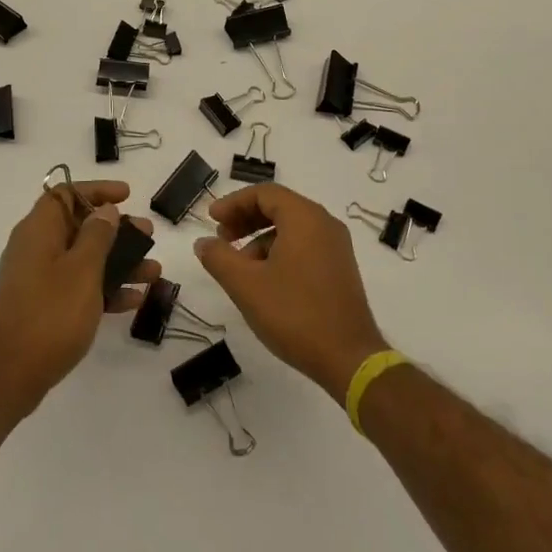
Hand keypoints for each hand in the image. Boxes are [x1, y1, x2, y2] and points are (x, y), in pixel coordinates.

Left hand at [0, 179, 159, 417]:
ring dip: (119, 262)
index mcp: (38, 231)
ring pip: (84, 259)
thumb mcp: (82, 270)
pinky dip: (105, 289)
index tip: (128, 196)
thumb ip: (97, 235)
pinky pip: (79, 287)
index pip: (66, 194)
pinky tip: (135, 300)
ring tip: (153, 271)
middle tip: (148, 234)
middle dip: (117, 230)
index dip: (97, 191)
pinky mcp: (44, 306)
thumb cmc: (50, 314)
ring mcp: (38, 279)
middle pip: (79, 226)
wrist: (11, 375)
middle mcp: (36, 249)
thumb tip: (105, 210)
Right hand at [193, 183, 386, 404]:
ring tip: (238, 267)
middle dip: (246, 219)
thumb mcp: (246, 285)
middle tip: (221, 238)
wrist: (348, 359)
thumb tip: (203, 242)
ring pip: (291, 228)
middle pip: (279, 207)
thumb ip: (219, 258)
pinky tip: (264, 280)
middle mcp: (325, 224)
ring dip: (260, 238)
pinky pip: (304, 246)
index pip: (264, 193)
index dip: (234, 203)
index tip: (211, 219)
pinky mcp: (339, 269)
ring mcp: (336, 247)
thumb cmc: (294, 314)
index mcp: (305, 218)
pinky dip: (279, 252)